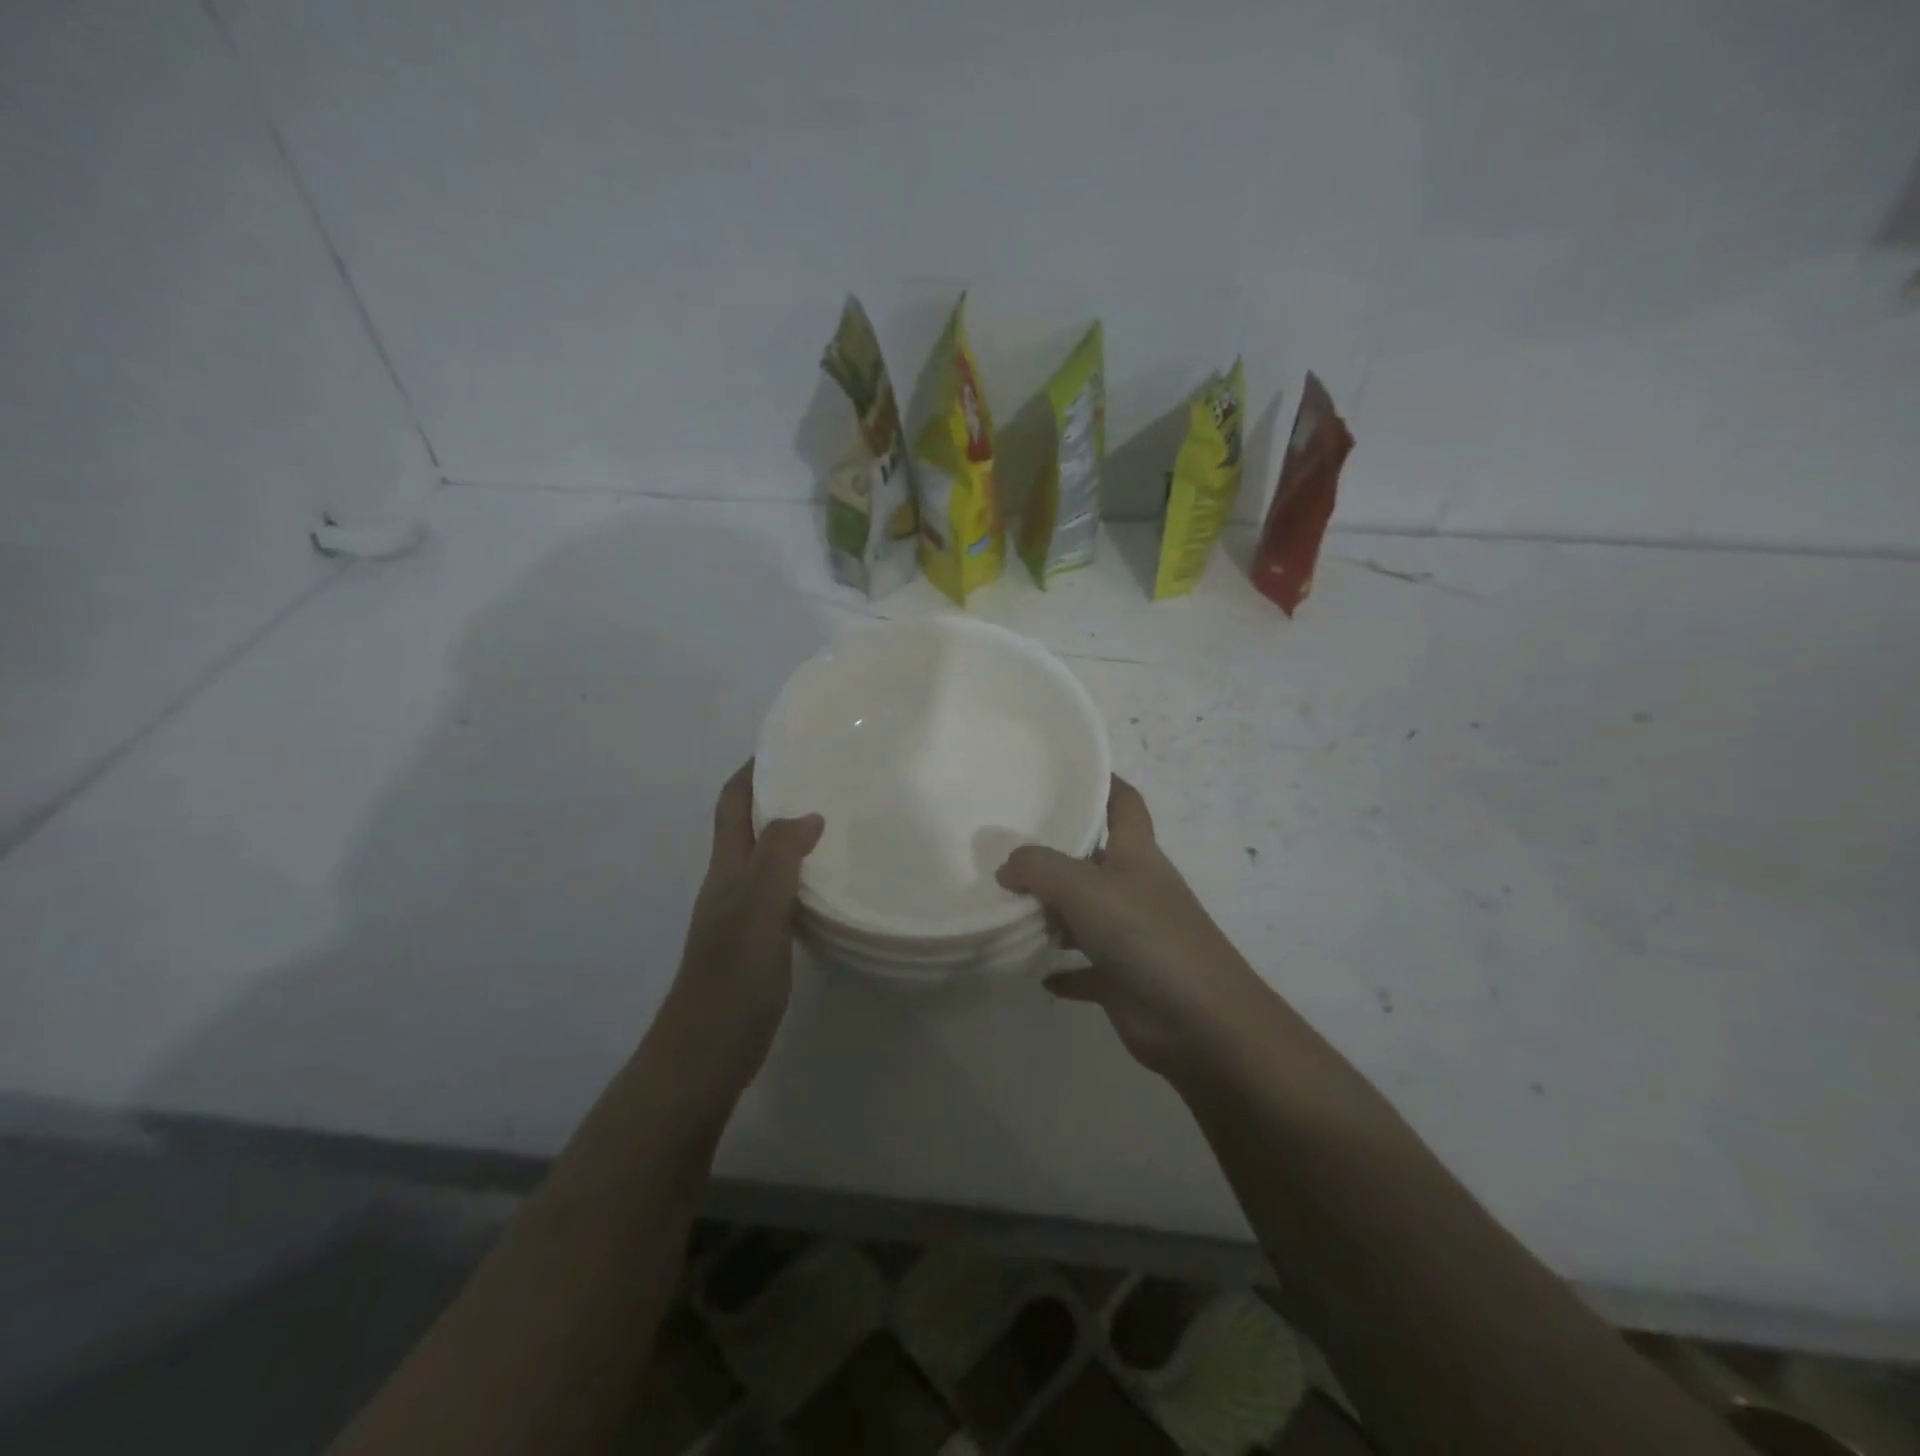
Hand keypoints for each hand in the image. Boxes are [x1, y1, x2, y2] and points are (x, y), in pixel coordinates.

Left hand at [656, 762, 823, 1096]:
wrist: (706, 1053)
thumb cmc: (731, 977)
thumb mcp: (757, 908)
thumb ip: (779, 857)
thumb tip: (809, 815)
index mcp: (726, 869)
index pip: (732, 804)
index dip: (750, 771)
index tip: (783, 744)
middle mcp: (730, 884)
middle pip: (747, 826)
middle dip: (776, 795)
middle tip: (824, 779)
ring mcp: (741, 915)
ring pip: (766, 859)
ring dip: (791, 835)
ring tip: (836, 821)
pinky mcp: (758, 942)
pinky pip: (781, 891)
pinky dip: (802, 874)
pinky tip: (830, 882)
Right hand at [997, 775, 1266, 1077]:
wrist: (1201, 1022)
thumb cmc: (1146, 935)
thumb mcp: (1084, 887)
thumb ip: (1038, 867)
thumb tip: (1007, 867)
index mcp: (1137, 854)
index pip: (1124, 802)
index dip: (1103, 782)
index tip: (1065, 772)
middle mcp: (1135, 888)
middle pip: (1093, 859)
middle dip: (1056, 853)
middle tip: (1006, 845)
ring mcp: (1131, 935)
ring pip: (1084, 914)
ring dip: (1051, 913)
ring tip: (1005, 905)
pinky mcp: (1123, 979)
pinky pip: (1084, 969)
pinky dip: (1062, 969)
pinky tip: (1032, 969)